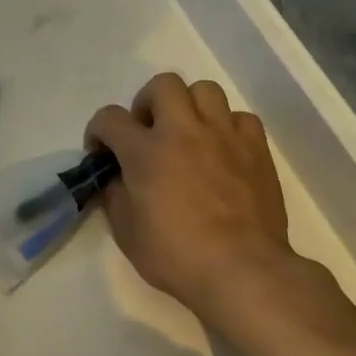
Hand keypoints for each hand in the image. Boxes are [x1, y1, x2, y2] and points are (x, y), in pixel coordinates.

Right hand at [87, 74, 321, 342]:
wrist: (242, 270)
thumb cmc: (176, 255)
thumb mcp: (126, 232)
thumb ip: (115, 195)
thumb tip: (116, 177)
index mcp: (146, 151)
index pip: (109, 118)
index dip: (98, 131)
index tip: (102, 153)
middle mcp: (183, 131)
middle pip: (162, 84)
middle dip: (147, 103)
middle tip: (148, 133)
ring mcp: (224, 135)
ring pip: (205, 90)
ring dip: (190, 107)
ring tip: (188, 135)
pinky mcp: (256, 148)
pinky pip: (240, 118)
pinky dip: (227, 127)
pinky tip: (223, 151)